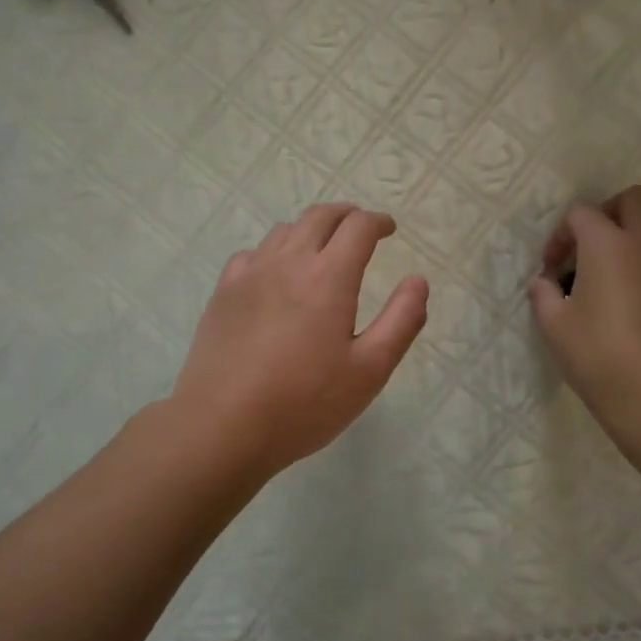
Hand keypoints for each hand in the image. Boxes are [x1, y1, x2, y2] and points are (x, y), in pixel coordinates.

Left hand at [172, 203, 429, 479]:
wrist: (222, 425)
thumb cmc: (304, 402)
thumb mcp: (370, 370)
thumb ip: (401, 320)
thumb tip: (418, 281)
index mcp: (328, 277)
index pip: (358, 227)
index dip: (378, 222)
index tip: (389, 229)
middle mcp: (288, 262)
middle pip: (319, 217)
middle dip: (346, 215)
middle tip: (360, 228)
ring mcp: (250, 274)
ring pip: (285, 231)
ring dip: (311, 229)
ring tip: (322, 249)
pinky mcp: (223, 292)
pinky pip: (253, 253)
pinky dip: (274, 251)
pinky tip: (275, 274)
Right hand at [528, 186, 640, 423]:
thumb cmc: (597, 354)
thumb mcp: (553, 324)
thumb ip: (543, 293)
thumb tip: (544, 282)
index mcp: (607, 245)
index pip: (582, 212)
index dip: (560, 234)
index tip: (552, 268)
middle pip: (636, 199)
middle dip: (611, 212)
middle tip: (593, 245)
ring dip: (639, 234)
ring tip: (619, 268)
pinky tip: (639, 301)